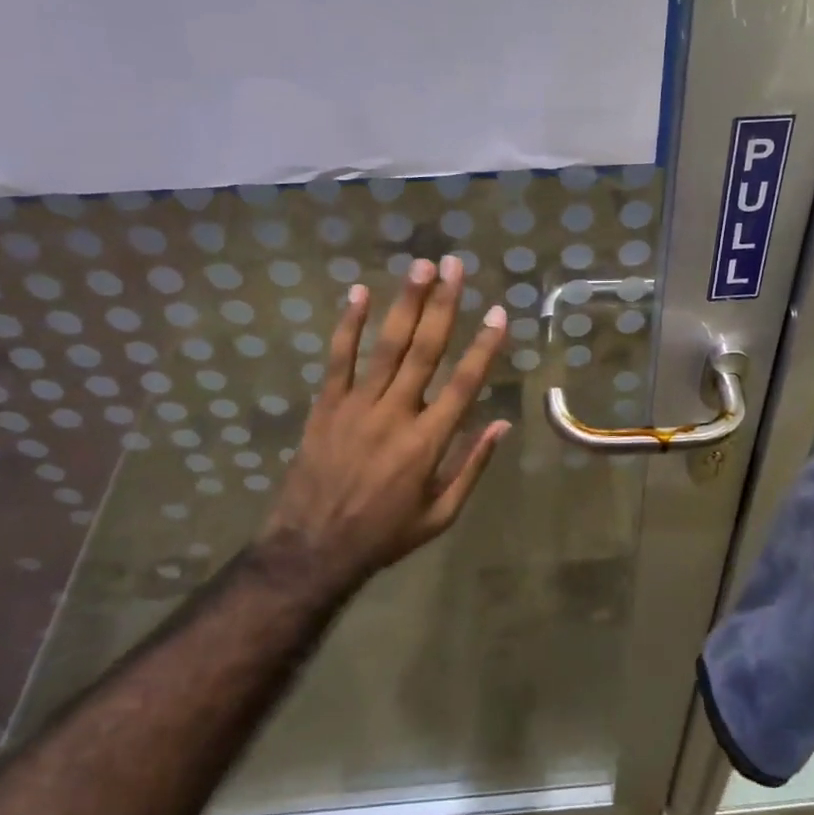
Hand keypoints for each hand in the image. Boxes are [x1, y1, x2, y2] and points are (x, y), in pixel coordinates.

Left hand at [264, 255, 510, 582]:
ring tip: (420, 266)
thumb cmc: (384, 534)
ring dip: (406, 302)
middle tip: (455, 265)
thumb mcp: (440, 514)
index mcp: (427, 442)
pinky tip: (360, 292)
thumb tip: (502, 424)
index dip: (484, 347)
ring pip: (386, 345)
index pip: (464, 384)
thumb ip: (472, 467)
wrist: (312, 549)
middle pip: (425, 350)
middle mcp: (395, 414)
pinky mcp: (327, 405)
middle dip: (444, 304)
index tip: (498, 313)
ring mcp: (357, 406)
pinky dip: (349, 324)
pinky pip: (339, 358)